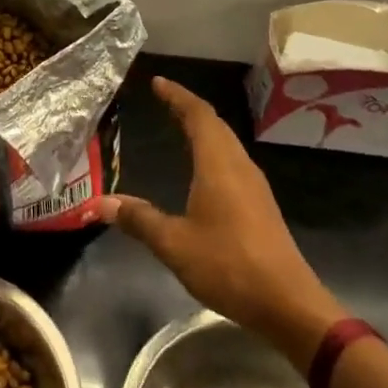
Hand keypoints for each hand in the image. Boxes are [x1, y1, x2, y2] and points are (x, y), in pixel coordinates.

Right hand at [97, 77, 344, 349]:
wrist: (288, 304)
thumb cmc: (229, 265)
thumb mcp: (174, 244)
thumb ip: (139, 219)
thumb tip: (100, 203)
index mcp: (218, 165)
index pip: (198, 116)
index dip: (177, 96)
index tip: (158, 82)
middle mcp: (239, 167)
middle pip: (215, 125)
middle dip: (189, 108)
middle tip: (164, 99)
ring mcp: (254, 187)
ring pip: (226, 143)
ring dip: (204, 129)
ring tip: (180, 126)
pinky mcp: (260, 206)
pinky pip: (232, 162)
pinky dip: (213, 150)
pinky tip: (203, 169)